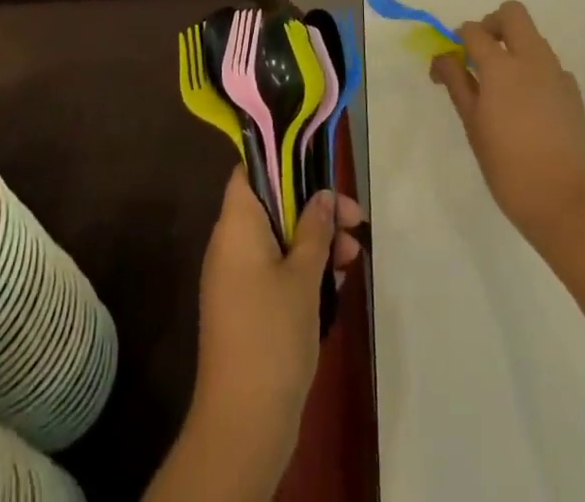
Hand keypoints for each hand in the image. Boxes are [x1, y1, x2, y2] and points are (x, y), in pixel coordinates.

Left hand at [185, 168, 364, 490]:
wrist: (243, 422)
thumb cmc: (272, 335)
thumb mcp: (303, 277)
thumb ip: (314, 230)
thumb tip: (322, 196)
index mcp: (236, 225)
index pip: (250, 171)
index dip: (282, 163)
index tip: (319, 168)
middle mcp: (230, 243)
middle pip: (271, 205)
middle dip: (313, 209)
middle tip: (354, 221)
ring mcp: (236, 277)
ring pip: (278, 239)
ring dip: (315, 242)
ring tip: (353, 256)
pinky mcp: (245, 306)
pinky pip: (274, 269)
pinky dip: (303, 269)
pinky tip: (336, 282)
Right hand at [431, 0, 584, 252]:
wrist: (567, 205)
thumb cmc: (508, 167)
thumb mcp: (473, 125)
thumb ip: (457, 83)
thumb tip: (443, 57)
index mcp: (501, 66)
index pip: (474, 30)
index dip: (457, 39)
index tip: (449, 62)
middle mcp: (532, 59)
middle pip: (513, 14)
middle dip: (492, 24)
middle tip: (479, 55)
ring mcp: (558, 74)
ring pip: (533, 37)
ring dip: (513, 46)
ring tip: (500, 86)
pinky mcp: (573, 93)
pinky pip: (548, 64)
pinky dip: (532, 70)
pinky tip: (525, 105)